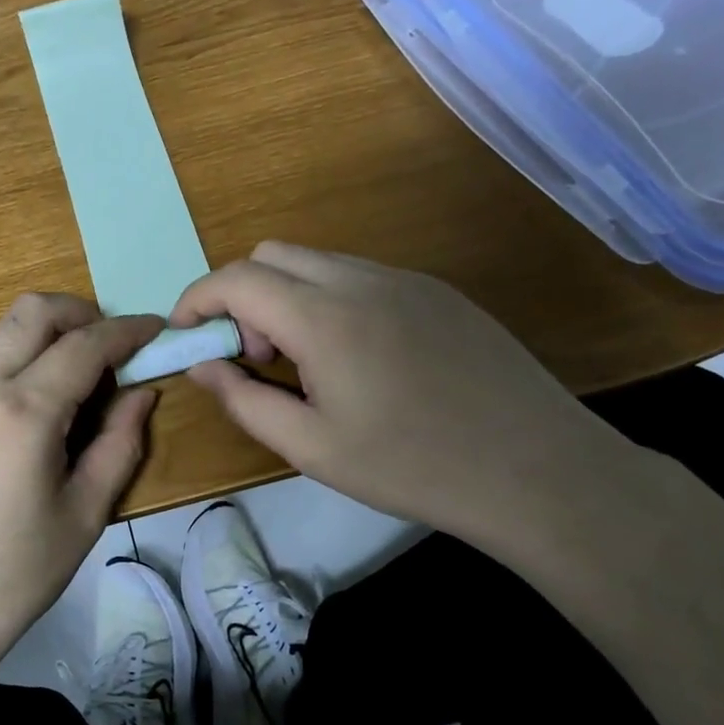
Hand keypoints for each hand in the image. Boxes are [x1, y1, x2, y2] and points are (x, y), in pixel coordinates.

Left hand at [0, 294, 162, 690]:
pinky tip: (24, 427)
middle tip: (111, 345)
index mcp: (23, 412)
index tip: (156, 329)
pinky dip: (13, 374)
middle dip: (80, 312)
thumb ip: (119, 444)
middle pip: (32, 312)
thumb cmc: (11, 579)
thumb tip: (140, 395)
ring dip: (43, 343)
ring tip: (73, 395)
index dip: (128, 329)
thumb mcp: (83, 516)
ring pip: (0, 340)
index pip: (85, 344)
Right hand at [171, 242, 620, 555]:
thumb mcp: (311, 448)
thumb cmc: (411, 466)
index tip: (186, 336)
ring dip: (286, 297)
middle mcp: (361, 279)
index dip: (197, 300)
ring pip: (316, 261)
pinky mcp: (436, 291)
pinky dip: (328, 299)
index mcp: (324, 316)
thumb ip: (243, 400)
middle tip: (258, 358)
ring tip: (308, 365)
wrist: (537, 469)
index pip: (236, 278)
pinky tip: (358, 358)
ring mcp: (404, 279)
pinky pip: (359, 276)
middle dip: (241, 297)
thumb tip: (202, 364)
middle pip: (271, 254)